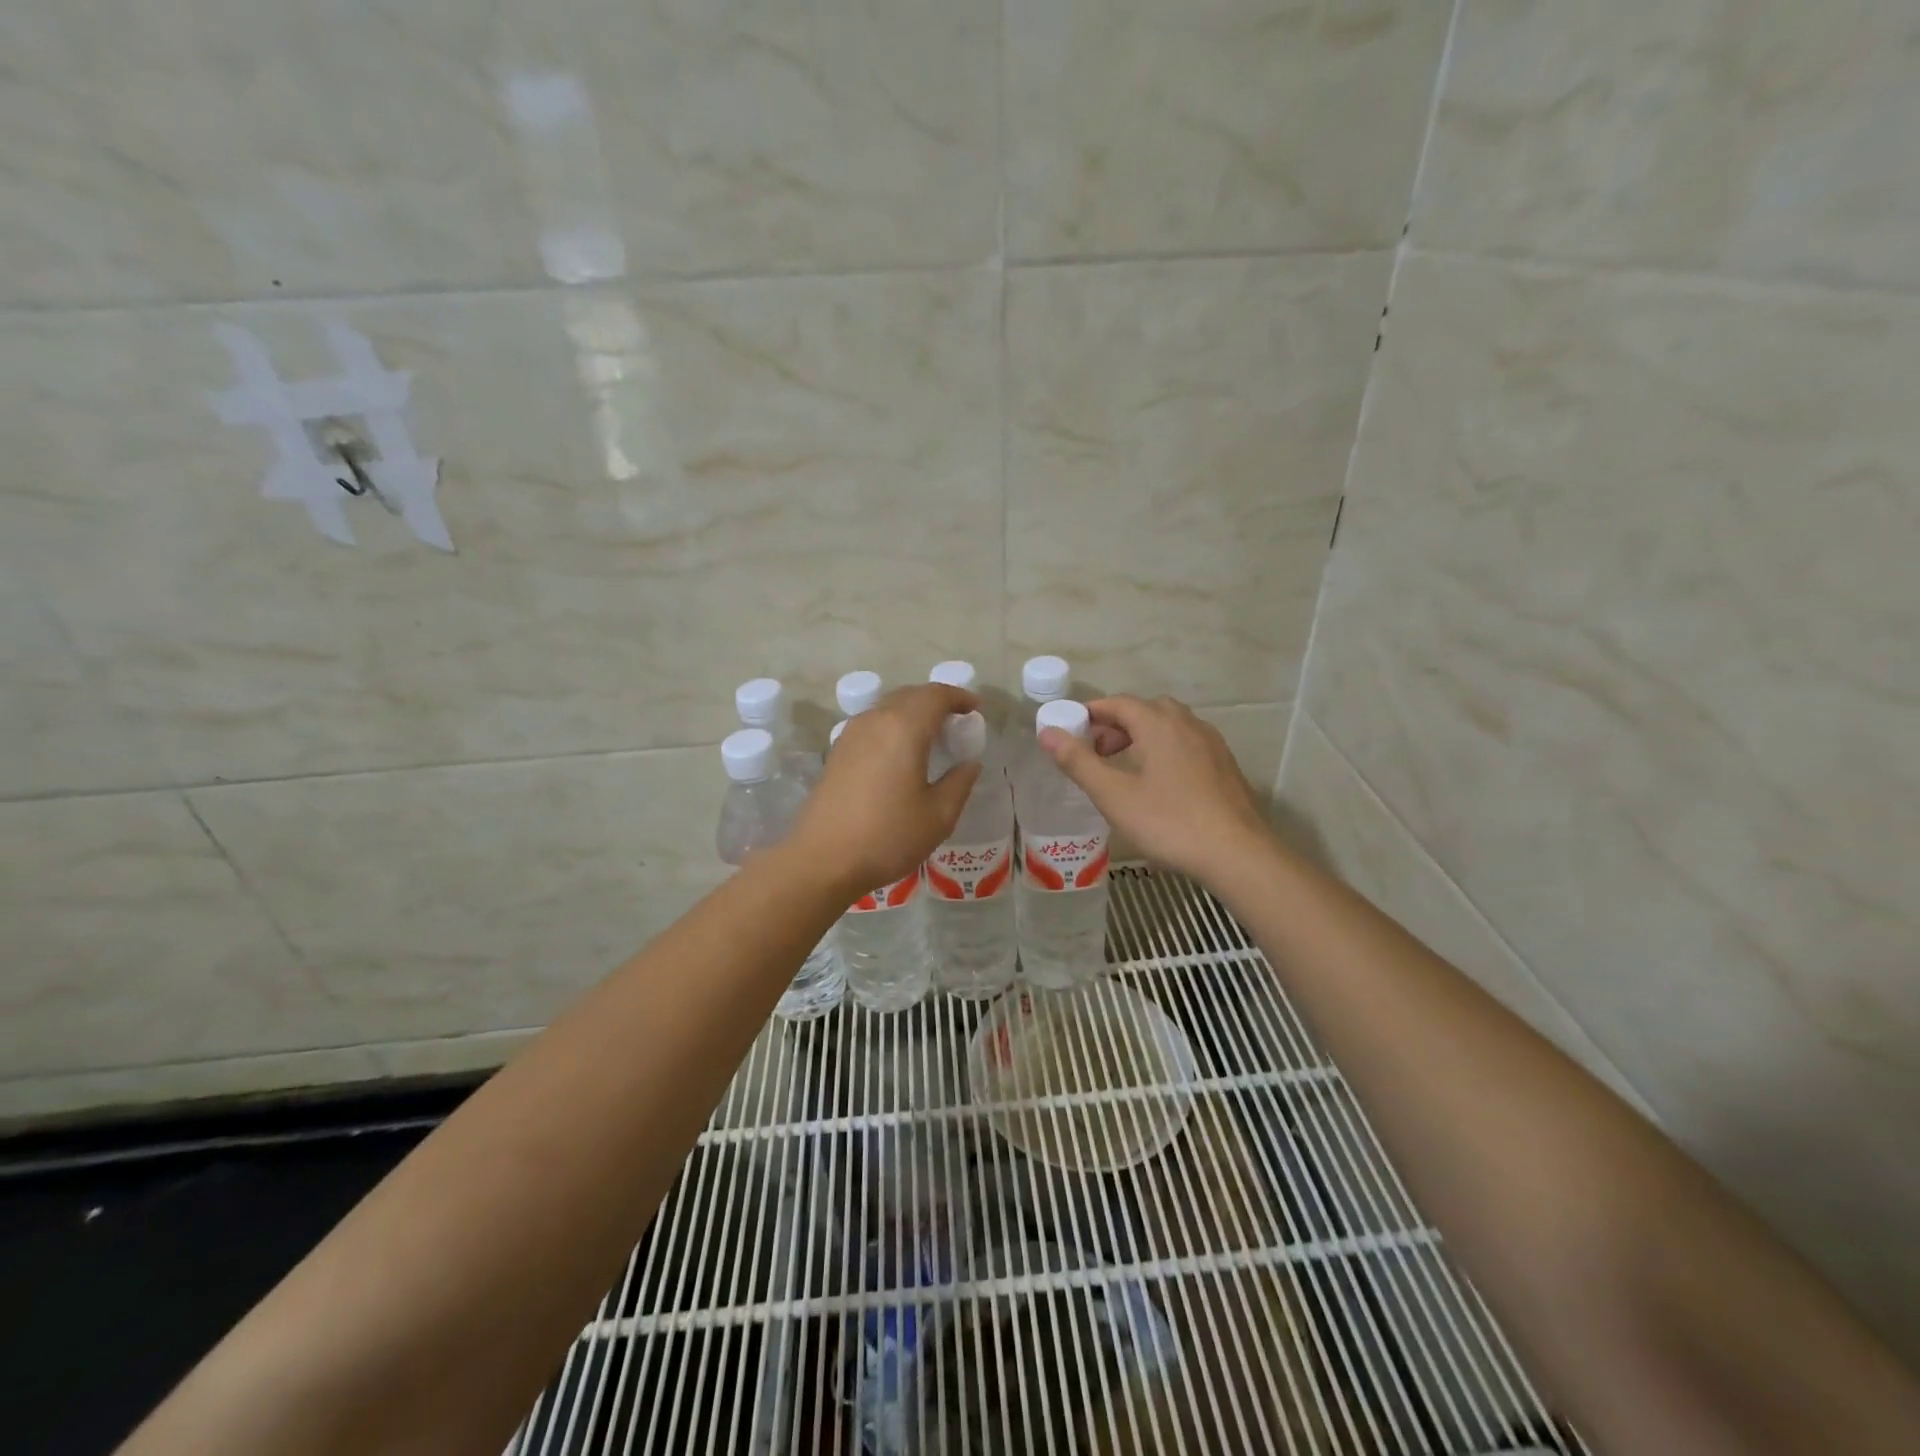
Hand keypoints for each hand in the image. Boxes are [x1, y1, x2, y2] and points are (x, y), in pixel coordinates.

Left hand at [790, 683, 982, 895]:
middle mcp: (875, 721)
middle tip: (957, 721)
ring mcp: (851, 735)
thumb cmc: (887, 836)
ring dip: (913, 712)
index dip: (959, 696)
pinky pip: (873, 725)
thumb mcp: (938, 816)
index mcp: (904, 728)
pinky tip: (901, 753)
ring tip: (932, 735)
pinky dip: (893, 726)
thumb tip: (970, 764)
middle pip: (910, 695)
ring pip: (888, 708)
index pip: (935, 695)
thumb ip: (960, 783)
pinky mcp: (837, 752)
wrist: (822, 859)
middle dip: (936, 701)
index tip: (976, 708)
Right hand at [1038, 694, 1270, 883]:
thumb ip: (1078, 761)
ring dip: (1142, 737)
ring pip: (1170, 726)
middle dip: (1117, 725)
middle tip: (1097, 753)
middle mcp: (1187, 724)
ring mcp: (1211, 743)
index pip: (1118, 703)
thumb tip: (1047, 732)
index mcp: (1158, 724)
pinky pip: (1187, 744)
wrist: (1237, 853)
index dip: (1091, 713)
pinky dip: (1166, 750)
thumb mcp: (1114, 795)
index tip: (1071, 731)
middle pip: (1145, 710)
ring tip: (1126, 768)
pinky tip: (1161, 784)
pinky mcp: (1225, 765)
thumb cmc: (1169, 822)